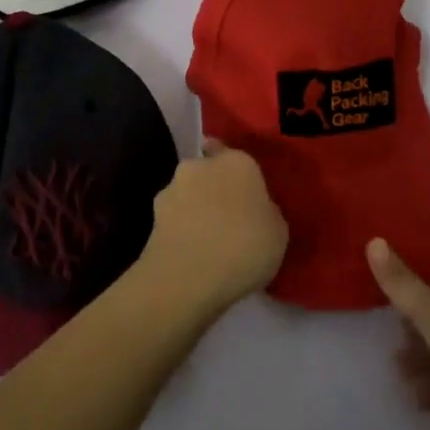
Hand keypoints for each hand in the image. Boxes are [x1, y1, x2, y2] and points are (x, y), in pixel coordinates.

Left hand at [138, 142, 287, 318]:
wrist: (188, 276)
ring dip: (193, 208)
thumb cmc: (245, 247)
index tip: (241, 192)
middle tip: (226, 218)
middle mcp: (201, 166)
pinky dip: (179, 229)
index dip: (234, 172)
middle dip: (212, 188)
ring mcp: (172, 188)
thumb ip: (266, 212)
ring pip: (187, 193)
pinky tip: (189, 254)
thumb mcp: (278, 233)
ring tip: (205, 241)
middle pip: (207, 171)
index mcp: (237, 162)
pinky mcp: (152, 215)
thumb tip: (255, 210)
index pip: (231, 152)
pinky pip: (173, 218)